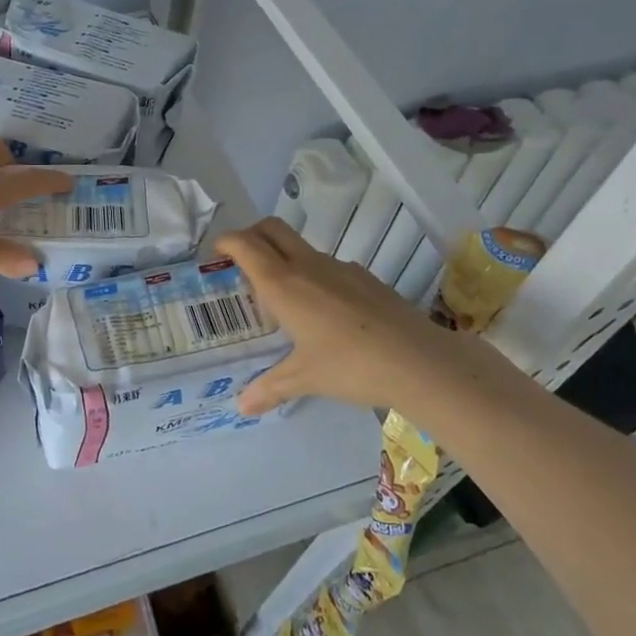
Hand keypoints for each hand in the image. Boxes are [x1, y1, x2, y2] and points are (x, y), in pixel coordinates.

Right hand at [221, 218, 489, 416]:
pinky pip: (329, 267)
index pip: (245, 244)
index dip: (226, 241)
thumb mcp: (305, 378)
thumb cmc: (349, 365)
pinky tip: (325, 312)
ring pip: (302, 248)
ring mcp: (340, 268)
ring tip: (283, 296)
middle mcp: (307, 266)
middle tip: (242, 261)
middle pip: (272, 229)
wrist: (419, 360)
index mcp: (283, 284)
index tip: (216, 252)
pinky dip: (314, 276)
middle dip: (251, 235)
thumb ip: (271, 387)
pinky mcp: (366, 278)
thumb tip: (243, 406)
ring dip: (284, 258)